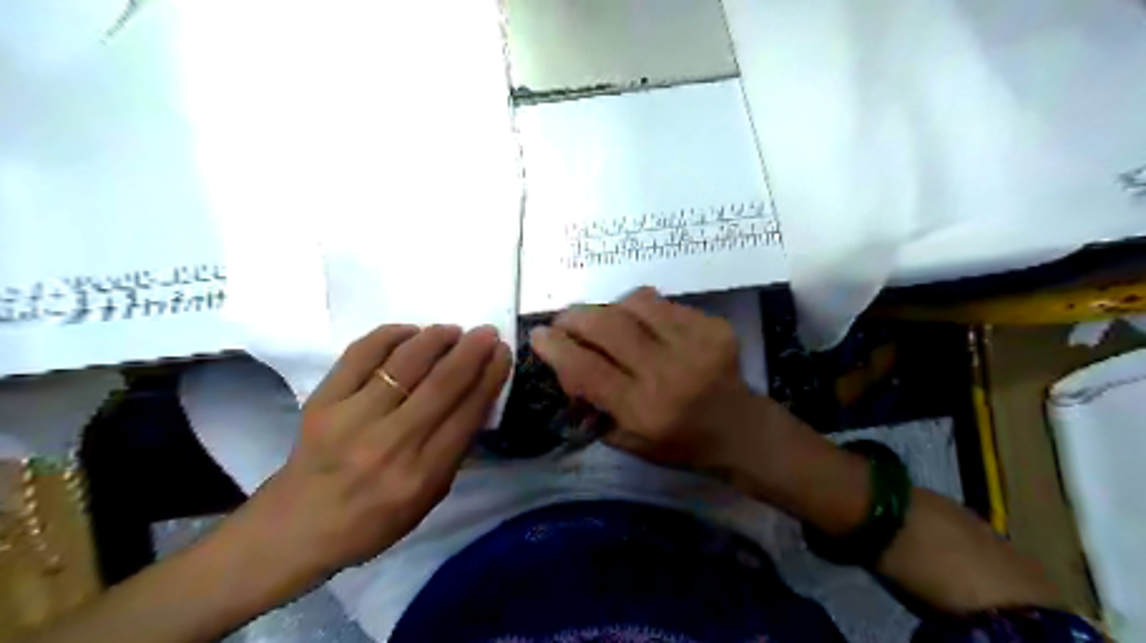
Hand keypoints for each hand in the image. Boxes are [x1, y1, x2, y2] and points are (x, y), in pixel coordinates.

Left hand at [220, 325, 509, 600]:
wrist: (296, 527)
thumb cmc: (373, 520)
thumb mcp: (429, 499)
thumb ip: (454, 449)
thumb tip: (476, 397)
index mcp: (422, 474)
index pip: (468, 413)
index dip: (490, 377)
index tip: (503, 353)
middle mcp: (391, 443)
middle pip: (442, 383)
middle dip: (472, 350)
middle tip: (487, 332)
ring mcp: (352, 418)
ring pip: (405, 363)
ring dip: (436, 338)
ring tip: (452, 330)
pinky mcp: (323, 401)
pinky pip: (361, 354)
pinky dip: (390, 335)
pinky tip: (409, 333)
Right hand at [528, 289, 757, 468]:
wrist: (741, 429)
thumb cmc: (680, 444)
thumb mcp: (629, 441)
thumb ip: (594, 403)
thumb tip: (566, 364)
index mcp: (645, 410)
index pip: (588, 369)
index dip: (556, 347)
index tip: (539, 335)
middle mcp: (668, 373)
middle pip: (607, 326)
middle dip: (575, 316)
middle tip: (564, 320)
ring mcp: (695, 344)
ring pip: (634, 304)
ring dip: (609, 307)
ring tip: (605, 320)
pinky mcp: (713, 326)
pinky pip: (662, 303)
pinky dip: (641, 309)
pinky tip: (642, 324)